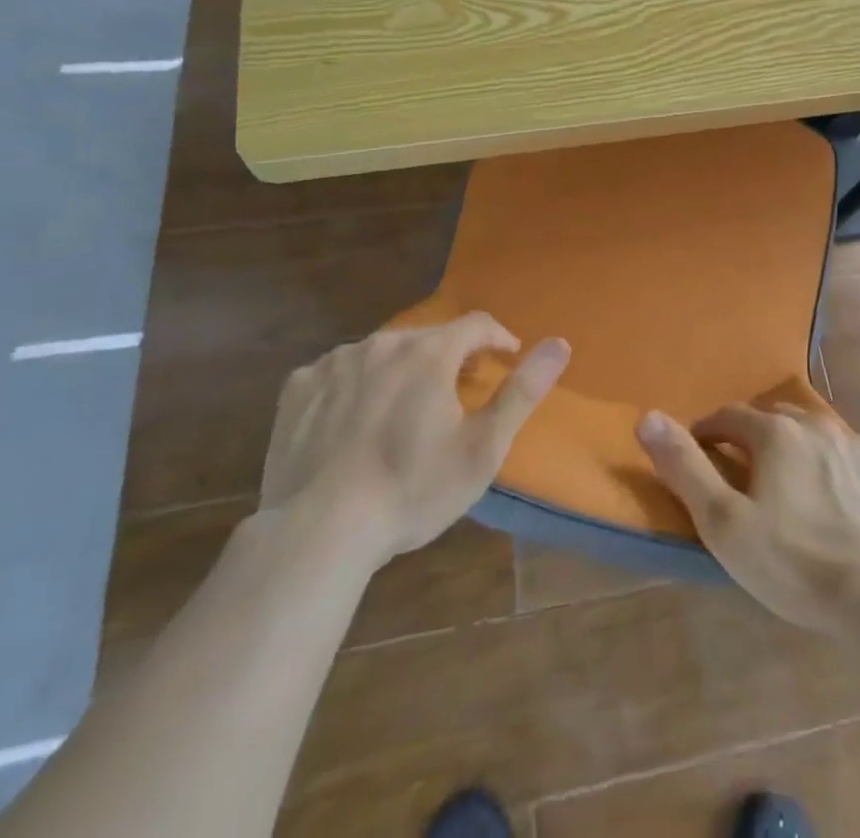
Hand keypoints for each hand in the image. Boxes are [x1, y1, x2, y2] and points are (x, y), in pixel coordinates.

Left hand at [259, 313, 568, 568]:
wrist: (317, 534)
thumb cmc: (412, 490)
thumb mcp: (483, 447)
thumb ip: (523, 391)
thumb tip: (560, 343)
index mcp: (429, 353)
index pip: (476, 324)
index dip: (497, 338)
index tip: (506, 357)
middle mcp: (382, 343)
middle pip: (428, 338)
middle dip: (449, 358)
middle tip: (457, 395)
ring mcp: (335, 363)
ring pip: (382, 353)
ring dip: (402, 371)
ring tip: (404, 412)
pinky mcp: (298, 387)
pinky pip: (339, 372)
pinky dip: (355, 386)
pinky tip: (353, 422)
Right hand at [637, 401, 859, 632]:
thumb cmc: (794, 562)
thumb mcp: (724, 523)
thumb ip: (684, 467)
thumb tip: (647, 417)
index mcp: (776, 432)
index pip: (729, 415)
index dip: (708, 431)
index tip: (700, 452)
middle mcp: (818, 425)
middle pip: (775, 417)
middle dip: (753, 435)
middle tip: (744, 471)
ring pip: (817, 434)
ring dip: (797, 448)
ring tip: (791, 485)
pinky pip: (855, 458)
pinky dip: (839, 469)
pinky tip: (840, 502)